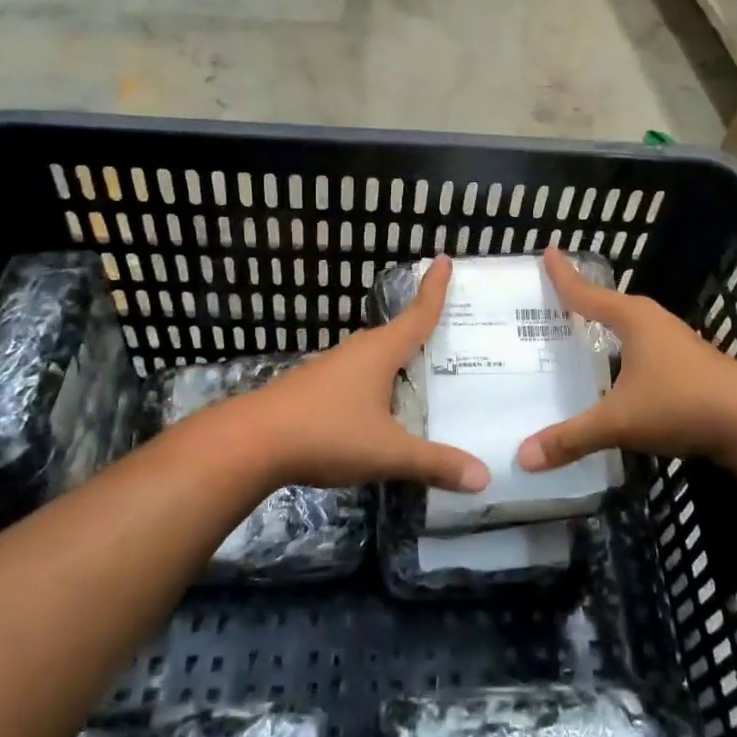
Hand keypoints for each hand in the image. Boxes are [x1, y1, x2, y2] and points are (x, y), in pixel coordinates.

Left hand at [211, 257, 489, 494]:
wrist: (251, 443)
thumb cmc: (327, 434)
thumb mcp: (388, 452)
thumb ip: (435, 463)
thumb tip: (485, 477)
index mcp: (380, 352)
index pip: (418, 314)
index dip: (435, 288)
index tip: (444, 258)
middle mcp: (358, 351)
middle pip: (397, 334)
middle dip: (422, 329)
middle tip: (452, 332)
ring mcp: (332, 368)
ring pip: (375, 357)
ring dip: (398, 360)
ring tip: (423, 373)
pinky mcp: (314, 388)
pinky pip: (358, 376)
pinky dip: (378, 382)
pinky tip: (380, 407)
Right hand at [518, 248, 736, 473]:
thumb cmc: (680, 404)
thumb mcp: (618, 421)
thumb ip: (571, 438)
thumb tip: (522, 457)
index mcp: (633, 319)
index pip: (587, 293)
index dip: (564, 276)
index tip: (548, 251)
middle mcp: (654, 322)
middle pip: (610, 305)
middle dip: (584, 302)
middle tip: (555, 300)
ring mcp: (678, 343)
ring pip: (632, 328)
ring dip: (608, 328)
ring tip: (582, 334)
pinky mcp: (693, 365)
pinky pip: (647, 349)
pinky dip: (627, 352)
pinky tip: (621, 372)